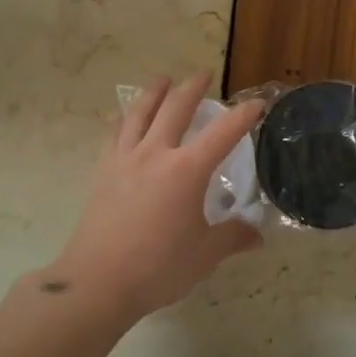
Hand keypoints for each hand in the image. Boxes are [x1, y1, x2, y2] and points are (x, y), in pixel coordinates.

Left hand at [44, 73, 264, 319]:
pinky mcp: (102, 172)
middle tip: (203, 74)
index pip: (223, 133)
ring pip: (140, 113)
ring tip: (162, 79)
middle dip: (193, 88)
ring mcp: (124, 160)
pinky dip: (122, 118)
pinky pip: (113, 133)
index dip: (243, 116)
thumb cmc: (158, 267)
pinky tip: (122, 115)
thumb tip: (256, 235)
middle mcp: (155, 154)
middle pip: (175, 109)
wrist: (97, 282)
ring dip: (154, 92)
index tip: (257, 104)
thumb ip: (232, 238)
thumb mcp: (204, 255)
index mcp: (187, 170)